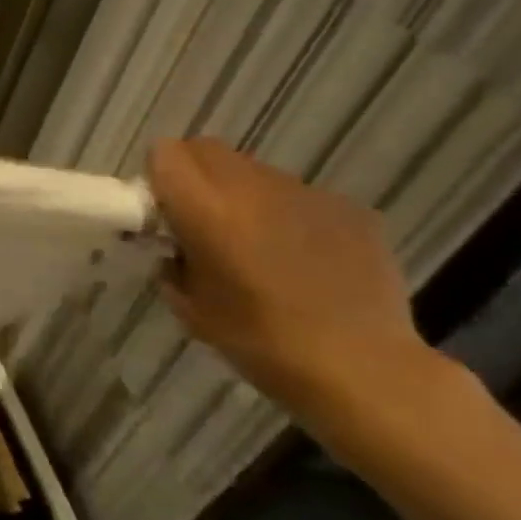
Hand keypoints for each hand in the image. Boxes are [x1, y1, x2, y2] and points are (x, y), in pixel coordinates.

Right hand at [147, 138, 457, 435]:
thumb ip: (171, 261)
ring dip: (241, 195)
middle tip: (199, 223)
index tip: (162, 212)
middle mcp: (255, 188)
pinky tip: (302, 261)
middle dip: (194, 176)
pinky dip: (287, 216)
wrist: (362, 369)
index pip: (166, 153)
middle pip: (207, 149)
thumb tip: (174, 246)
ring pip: (254, 171)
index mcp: (207, 209)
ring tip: (255, 246)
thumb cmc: (259, 342)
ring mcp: (308, 194)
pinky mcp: (351, 209)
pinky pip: (299, 196)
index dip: (158, 177)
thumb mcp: (189, 305)